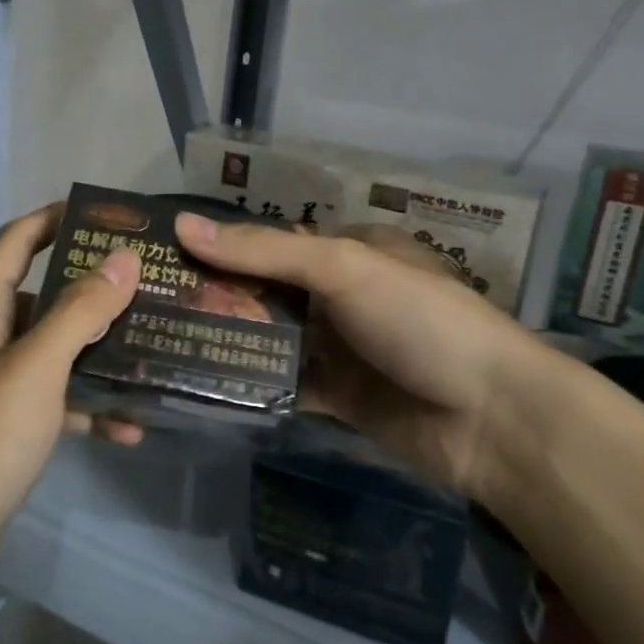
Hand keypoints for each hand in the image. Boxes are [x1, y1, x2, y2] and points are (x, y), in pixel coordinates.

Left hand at [0, 204, 139, 607]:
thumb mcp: (34, 369)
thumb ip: (78, 311)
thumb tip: (121, 256)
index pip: (17, 242)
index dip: (56, 219)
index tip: (109, 215)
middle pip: (43, 296)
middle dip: (93, 289)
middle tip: (151, 284)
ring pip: (54, 353)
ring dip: (98, 351)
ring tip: (155, 347)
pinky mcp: (4, 433)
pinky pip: (53, 405)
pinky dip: (87, 408)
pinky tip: (131, 426)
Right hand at [175, 213, 541, 495]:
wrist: (490, 418)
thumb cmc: (420, 321)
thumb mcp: (344, 269)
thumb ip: (264, 251)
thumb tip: (183, 225)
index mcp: (353, 251)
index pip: (275, 241)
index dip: (225, 244)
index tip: (168, 253)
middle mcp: (344, 296)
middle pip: (270, 290)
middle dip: (220, 295)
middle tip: (153, 302)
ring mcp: (342, 348)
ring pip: (274, 338)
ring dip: (231, 339)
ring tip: (164, 340)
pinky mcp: (340, 397)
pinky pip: (287, 384)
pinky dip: (253, 383)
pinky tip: (204, 383)